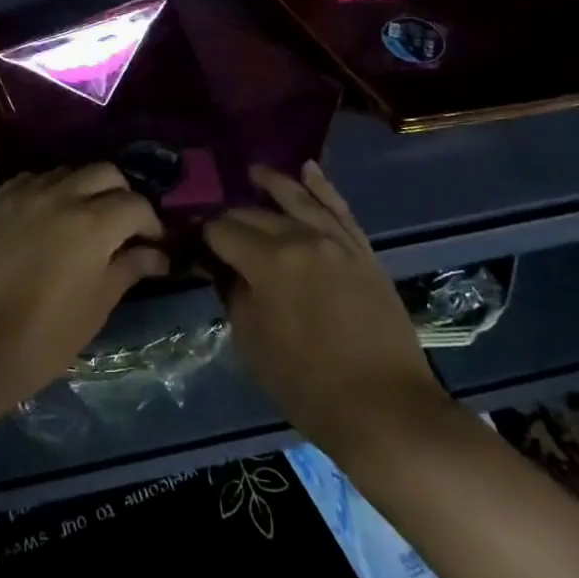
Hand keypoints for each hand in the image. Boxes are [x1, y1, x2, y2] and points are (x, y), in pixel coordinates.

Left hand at [0, 166, 167, 434]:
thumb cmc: (40, 340)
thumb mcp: (95, 308)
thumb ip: (127, 269)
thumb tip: (156, 254)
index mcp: (93, 224)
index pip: (136, 204)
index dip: (151, 224)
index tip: (152, 246)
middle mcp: (61, 195)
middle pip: (105, 172)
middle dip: (122, 195)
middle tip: (122, 228)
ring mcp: (25, 193)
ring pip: (68, 171)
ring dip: (85, 189)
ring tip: (83, 222)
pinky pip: (33, 180)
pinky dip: (50, 191)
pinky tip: (47, 219)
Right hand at [205, 162, 452, 465]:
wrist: (385, 408)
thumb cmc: (308, 385)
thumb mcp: (252, 343)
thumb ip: (233, 294)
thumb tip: (221, 267)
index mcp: (268, 261)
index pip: (221, 232)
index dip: (202, 238)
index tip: (193, 247)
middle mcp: (301, 238)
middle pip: (255, 214)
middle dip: (231, 218)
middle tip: (218, 231)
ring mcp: (337, 241)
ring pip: (298, 199)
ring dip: (273, 183)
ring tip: (254, 172)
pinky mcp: (363, 251)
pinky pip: (340, 209)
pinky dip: (323, 186)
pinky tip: (308, 169)